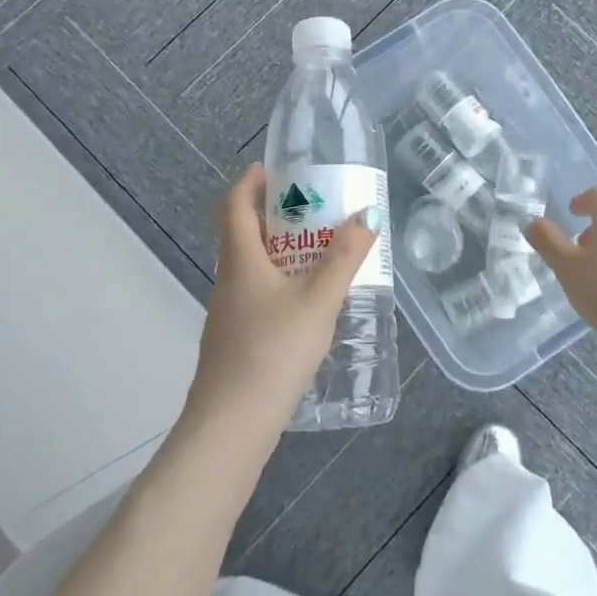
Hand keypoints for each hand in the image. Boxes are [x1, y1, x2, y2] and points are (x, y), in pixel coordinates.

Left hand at [184, 165, 379, 436]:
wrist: (232, 425)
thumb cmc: (273, 351)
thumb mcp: (318, 301)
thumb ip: (344, 259)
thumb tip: (367, 215)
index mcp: (242, 260)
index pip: (234, 205)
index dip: (251, 182)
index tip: (276, 170)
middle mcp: (230, 279)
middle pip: (245, 233)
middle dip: (278, 215)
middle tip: (317, 210)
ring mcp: (230, 312)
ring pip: (254, 266)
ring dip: (283, 250)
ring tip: (324, 252)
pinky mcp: (237, 338)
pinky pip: (259, 293)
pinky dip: (282, 282)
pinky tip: (311, 302)